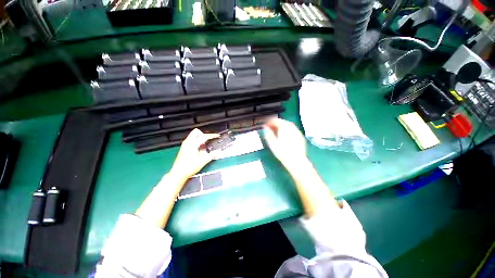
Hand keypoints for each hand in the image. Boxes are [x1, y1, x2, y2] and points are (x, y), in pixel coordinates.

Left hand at [169, 128, 218, 181]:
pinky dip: (196, 140)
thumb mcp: (203, 161)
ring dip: (200, 137)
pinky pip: (191, 139)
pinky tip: (199, 148)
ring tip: (204, 145)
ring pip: (193, 135)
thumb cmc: (189, 168)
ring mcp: (184, 144)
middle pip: (196, 131)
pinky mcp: (183, 147)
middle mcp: (187, 142)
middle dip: (204, 134)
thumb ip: (212, 155)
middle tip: (208, 140)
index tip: (217, 136)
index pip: (204, 136)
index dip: (212, 135)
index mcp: (193, 144)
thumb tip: (218, 151)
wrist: (178, 173)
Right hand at [263, 119, 306, 168]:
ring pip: (288, 125)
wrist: (296, 161)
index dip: (269, 122)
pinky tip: (285, 136)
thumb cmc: (282, 152)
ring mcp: (297, 131)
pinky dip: (288, 130)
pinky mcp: (300, 136)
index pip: (275, 120)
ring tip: (277, 132)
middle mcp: (291, 127)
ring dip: (282, 126)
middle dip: (276, 124)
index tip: (266, 125)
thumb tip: (265, 127)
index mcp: (284, 127)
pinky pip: (293, 130)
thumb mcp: (272, 143)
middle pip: (282, 121)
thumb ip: (268, 133)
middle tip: (270, 129)